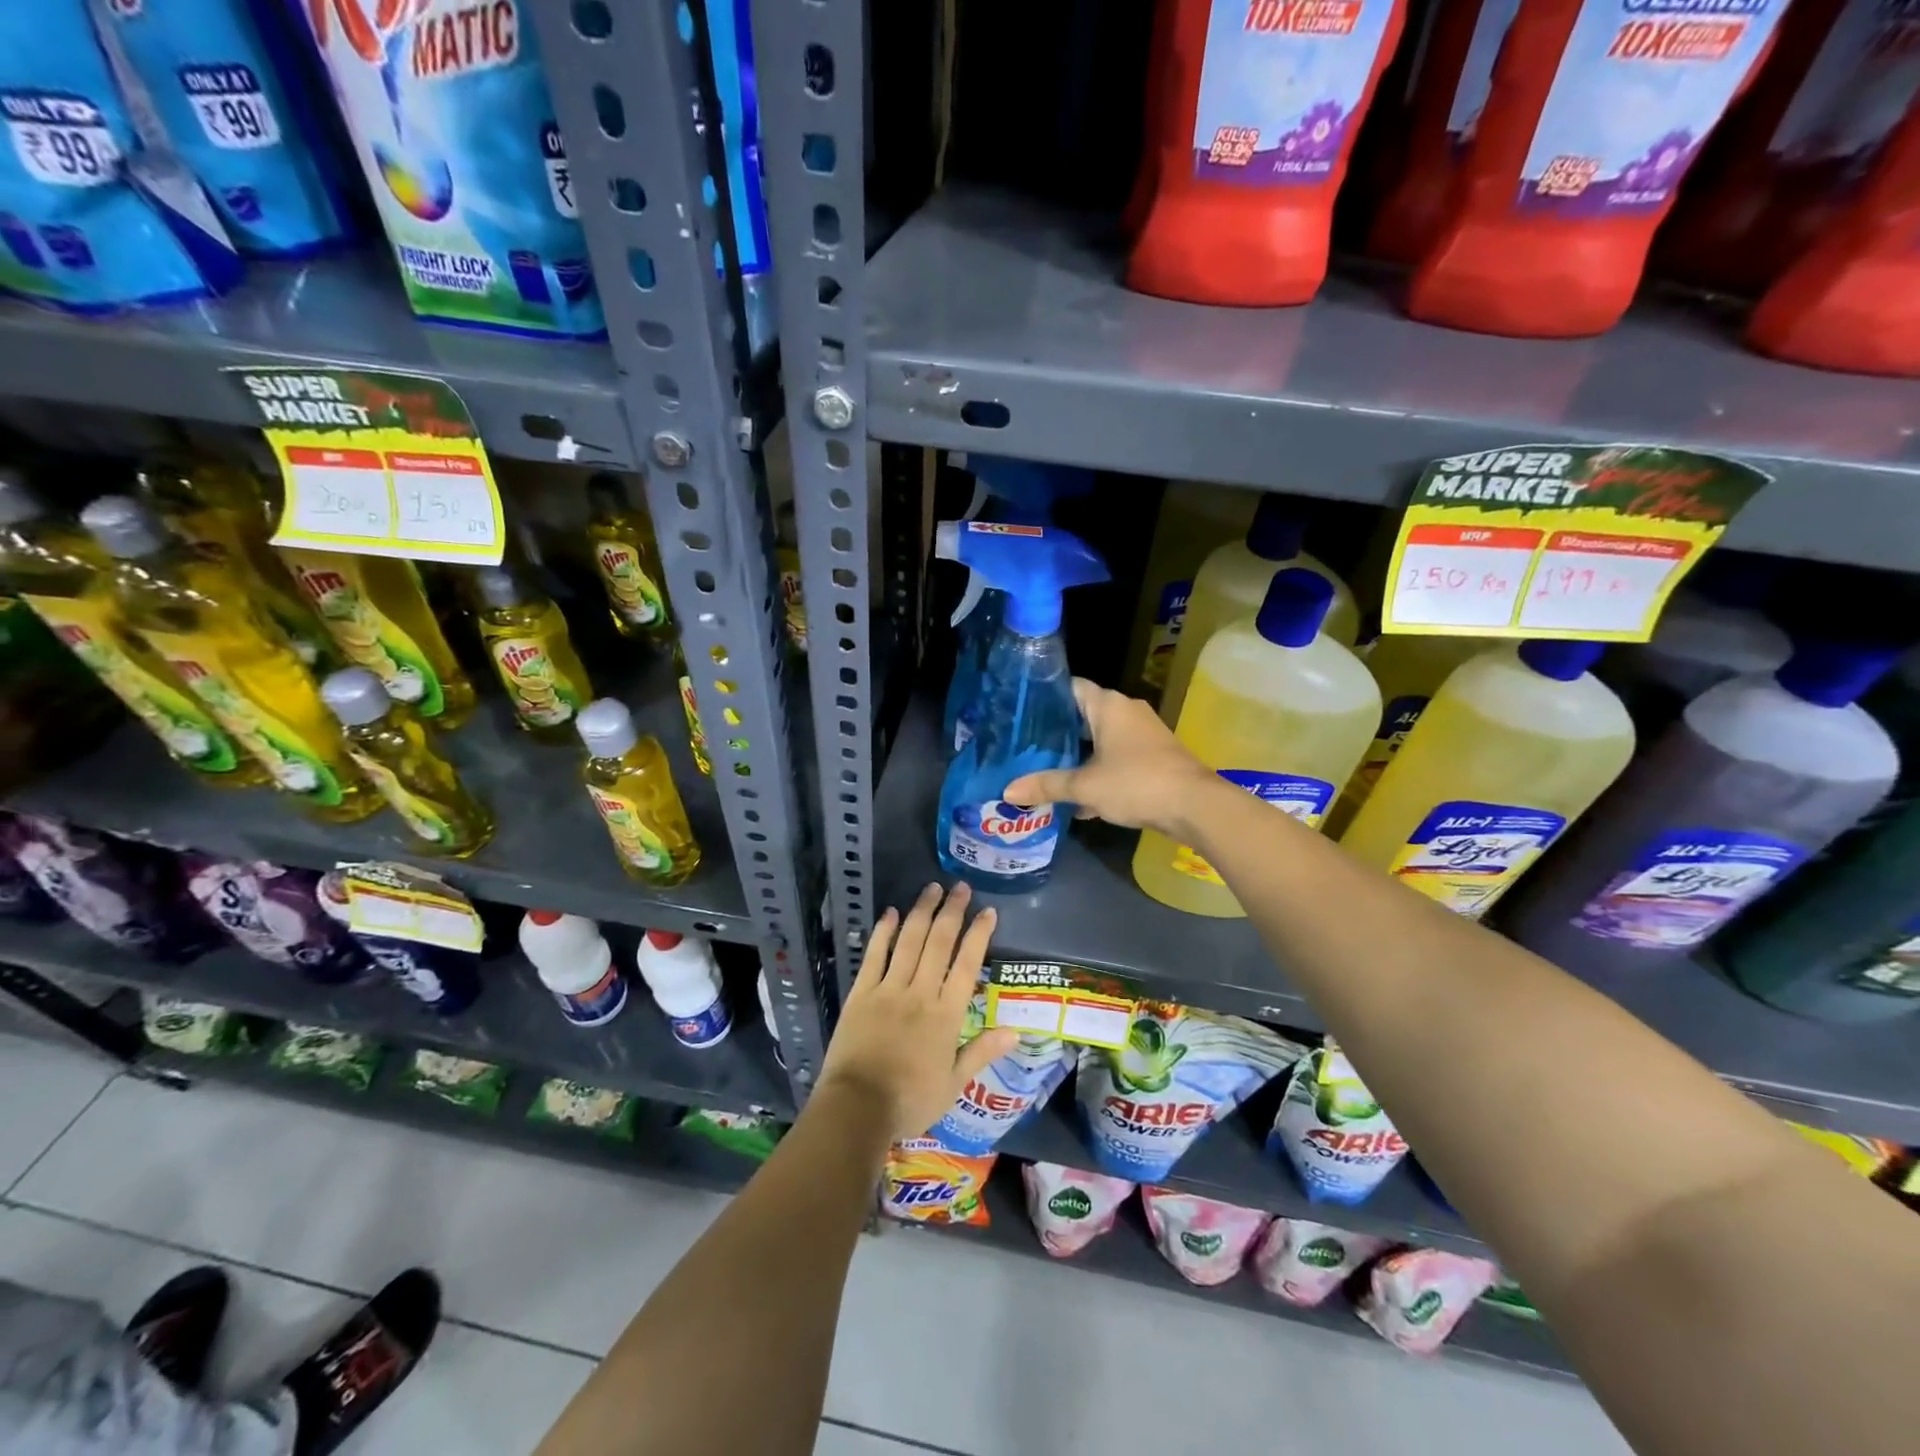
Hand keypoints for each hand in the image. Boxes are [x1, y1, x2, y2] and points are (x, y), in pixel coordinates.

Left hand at [817, 882, 1018, 1141]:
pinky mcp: (861, 993)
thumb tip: (1015, 1030)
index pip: (967, 965)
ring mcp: (889, 989)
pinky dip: (883, 932)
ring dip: (922, 912)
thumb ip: (981, 1052)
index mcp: (946, 1015)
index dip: (978, 935)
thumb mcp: (953, 1084)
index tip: (988, 911)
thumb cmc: (910, 1101)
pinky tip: (891, 913)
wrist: (857, 1108)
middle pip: (939, 943)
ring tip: (932, 888)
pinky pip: (874, 955)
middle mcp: (920, 992)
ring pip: (909, 941)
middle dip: (952, 912)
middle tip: (961, 887)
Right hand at [1003, 678, 1212, 836]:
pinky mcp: (1153, 756)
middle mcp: (1126, 711)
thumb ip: (1047, 785)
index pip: (1071, 687)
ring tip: (1045, 771)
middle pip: (1084, 714)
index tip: (1021, 712)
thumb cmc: (1136, 783)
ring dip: (1078, 755)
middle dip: (1057, 732)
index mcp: (1108, 705)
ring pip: (1100, 739)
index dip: (1045, 697)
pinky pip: (1116, 757)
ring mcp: (1143, 733)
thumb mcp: (1085, 786)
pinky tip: (1078, 800)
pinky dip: (1098, 771)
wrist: (1194, 806)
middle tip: (1026, 746)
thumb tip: (1008, 791)